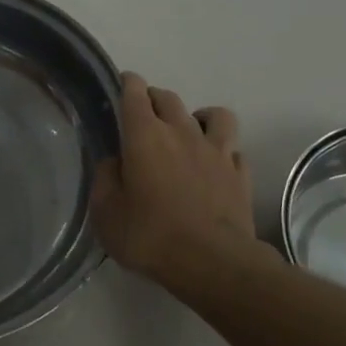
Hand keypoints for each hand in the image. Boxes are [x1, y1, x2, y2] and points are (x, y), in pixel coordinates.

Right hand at [91, 73, 272, 287]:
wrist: (212, 262)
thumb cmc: (150, 236)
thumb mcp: (107, 213)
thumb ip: (105, 180)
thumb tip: (114, 162)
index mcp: (145, 136)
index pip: (135, 94)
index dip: (127, 84)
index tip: (123, 83)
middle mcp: (182, 133)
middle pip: (169, 98)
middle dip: (154, 98)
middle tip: (145, 112)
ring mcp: (217, 151)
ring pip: (214, 115)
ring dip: (199, 116)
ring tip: (191, 130)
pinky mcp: (240, 173)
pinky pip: (233, 149)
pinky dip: (223, 151)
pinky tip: (216, 165)